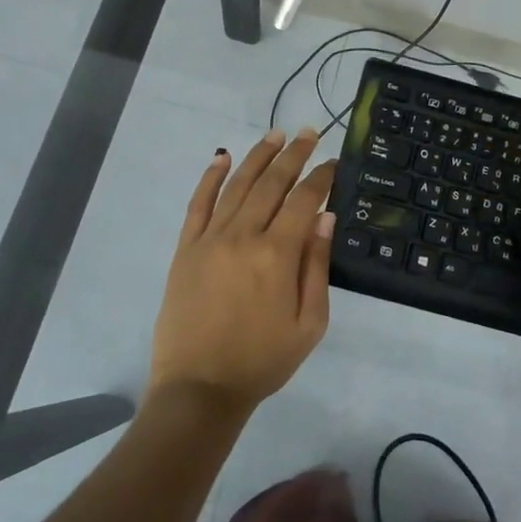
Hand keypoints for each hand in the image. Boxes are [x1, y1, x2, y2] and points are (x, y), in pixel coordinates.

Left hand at [148, 128, 336, 415]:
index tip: (334, 161)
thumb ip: (317, 267)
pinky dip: (210, 177)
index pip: (303, 200)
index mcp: (277, 254)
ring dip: (258, 156)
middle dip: (294, 155)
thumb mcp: (309, 323)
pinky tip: (221, 157)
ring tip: (275, 134)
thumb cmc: (262, 360)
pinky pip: (198, 204)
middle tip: (309, 132)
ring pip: (237, 185)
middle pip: (272, 183)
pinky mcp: (186, 249)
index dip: (321, 177)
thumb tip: (325, 217)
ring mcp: (210, 239)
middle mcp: (243, 236)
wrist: (200, 388)